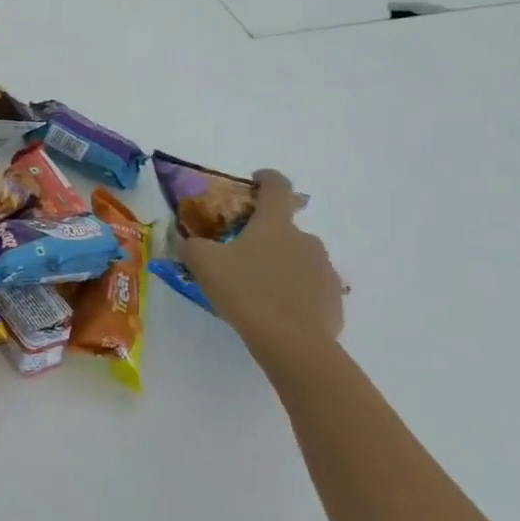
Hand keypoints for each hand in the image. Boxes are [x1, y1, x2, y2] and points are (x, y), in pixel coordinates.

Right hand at [178, 168, 343, 376]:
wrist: (293, 342)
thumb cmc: (246, 291)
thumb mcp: (204, 264)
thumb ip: (191, 246)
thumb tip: (186, 241)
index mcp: (275, 224)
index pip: (277, 186)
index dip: (266, 178)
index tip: (255, 180)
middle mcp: (305, 240)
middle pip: (285, 228)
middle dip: (265, 236)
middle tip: (241, 255)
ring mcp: (324, 270)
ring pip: (298, 259)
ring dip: (280, 265)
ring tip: (258, 289)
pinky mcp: (333, 299)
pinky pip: (310, 288)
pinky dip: (294, 293)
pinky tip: (276, 312)